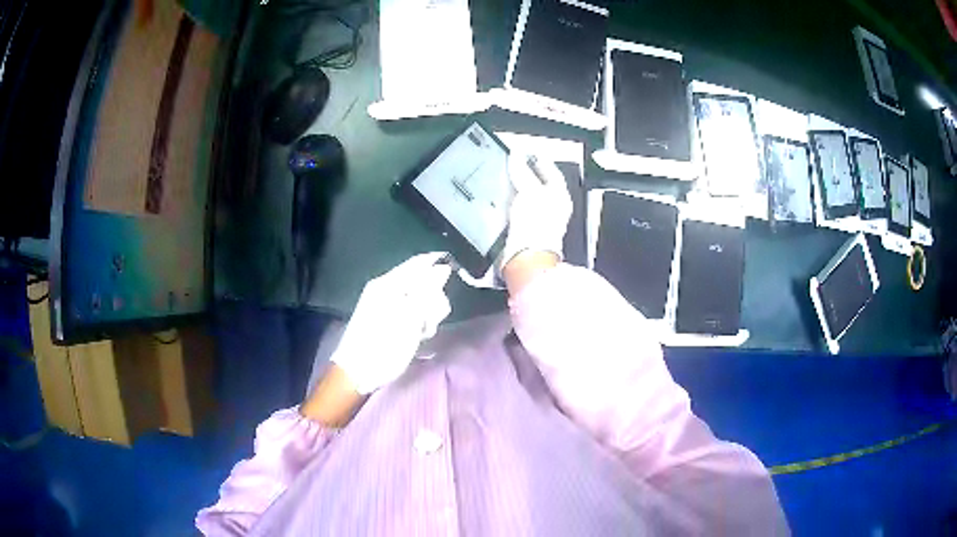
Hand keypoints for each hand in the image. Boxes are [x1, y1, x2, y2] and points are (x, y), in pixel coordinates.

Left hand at [331, 252, 452, 394]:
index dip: (439, 268)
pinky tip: (418, 336)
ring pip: (418, 299)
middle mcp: (385, 288)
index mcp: (388, 283)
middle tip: (432, 319)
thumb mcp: (410, 317)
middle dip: (434, 298)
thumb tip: (443, 268)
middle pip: (421, 281)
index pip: (419, 263)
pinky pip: (409, 311)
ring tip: (424, 332)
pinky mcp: (386, 318)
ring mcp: (384, 303)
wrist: (358, 372)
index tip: (455, 283)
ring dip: (428, 313)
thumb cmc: (384, 345)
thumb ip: (428, 290)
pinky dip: (417, 322)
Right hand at [500, 154, 572, 268]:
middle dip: (526, 174)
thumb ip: (523, 171)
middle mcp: (552, 209)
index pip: (552, 172)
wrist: (525, 257)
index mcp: (561, 197)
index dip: (539, 160)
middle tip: (513, 162)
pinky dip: (508, 204)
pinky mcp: (523, 230)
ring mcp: (537, 220)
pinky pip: (515, 211)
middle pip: (539, 185)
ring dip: (515, 189)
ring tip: (504, 178)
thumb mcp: (530, 191)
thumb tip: (518, 156)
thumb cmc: (539, 229)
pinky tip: (501, 199)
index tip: (527, 151)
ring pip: (526, 198)